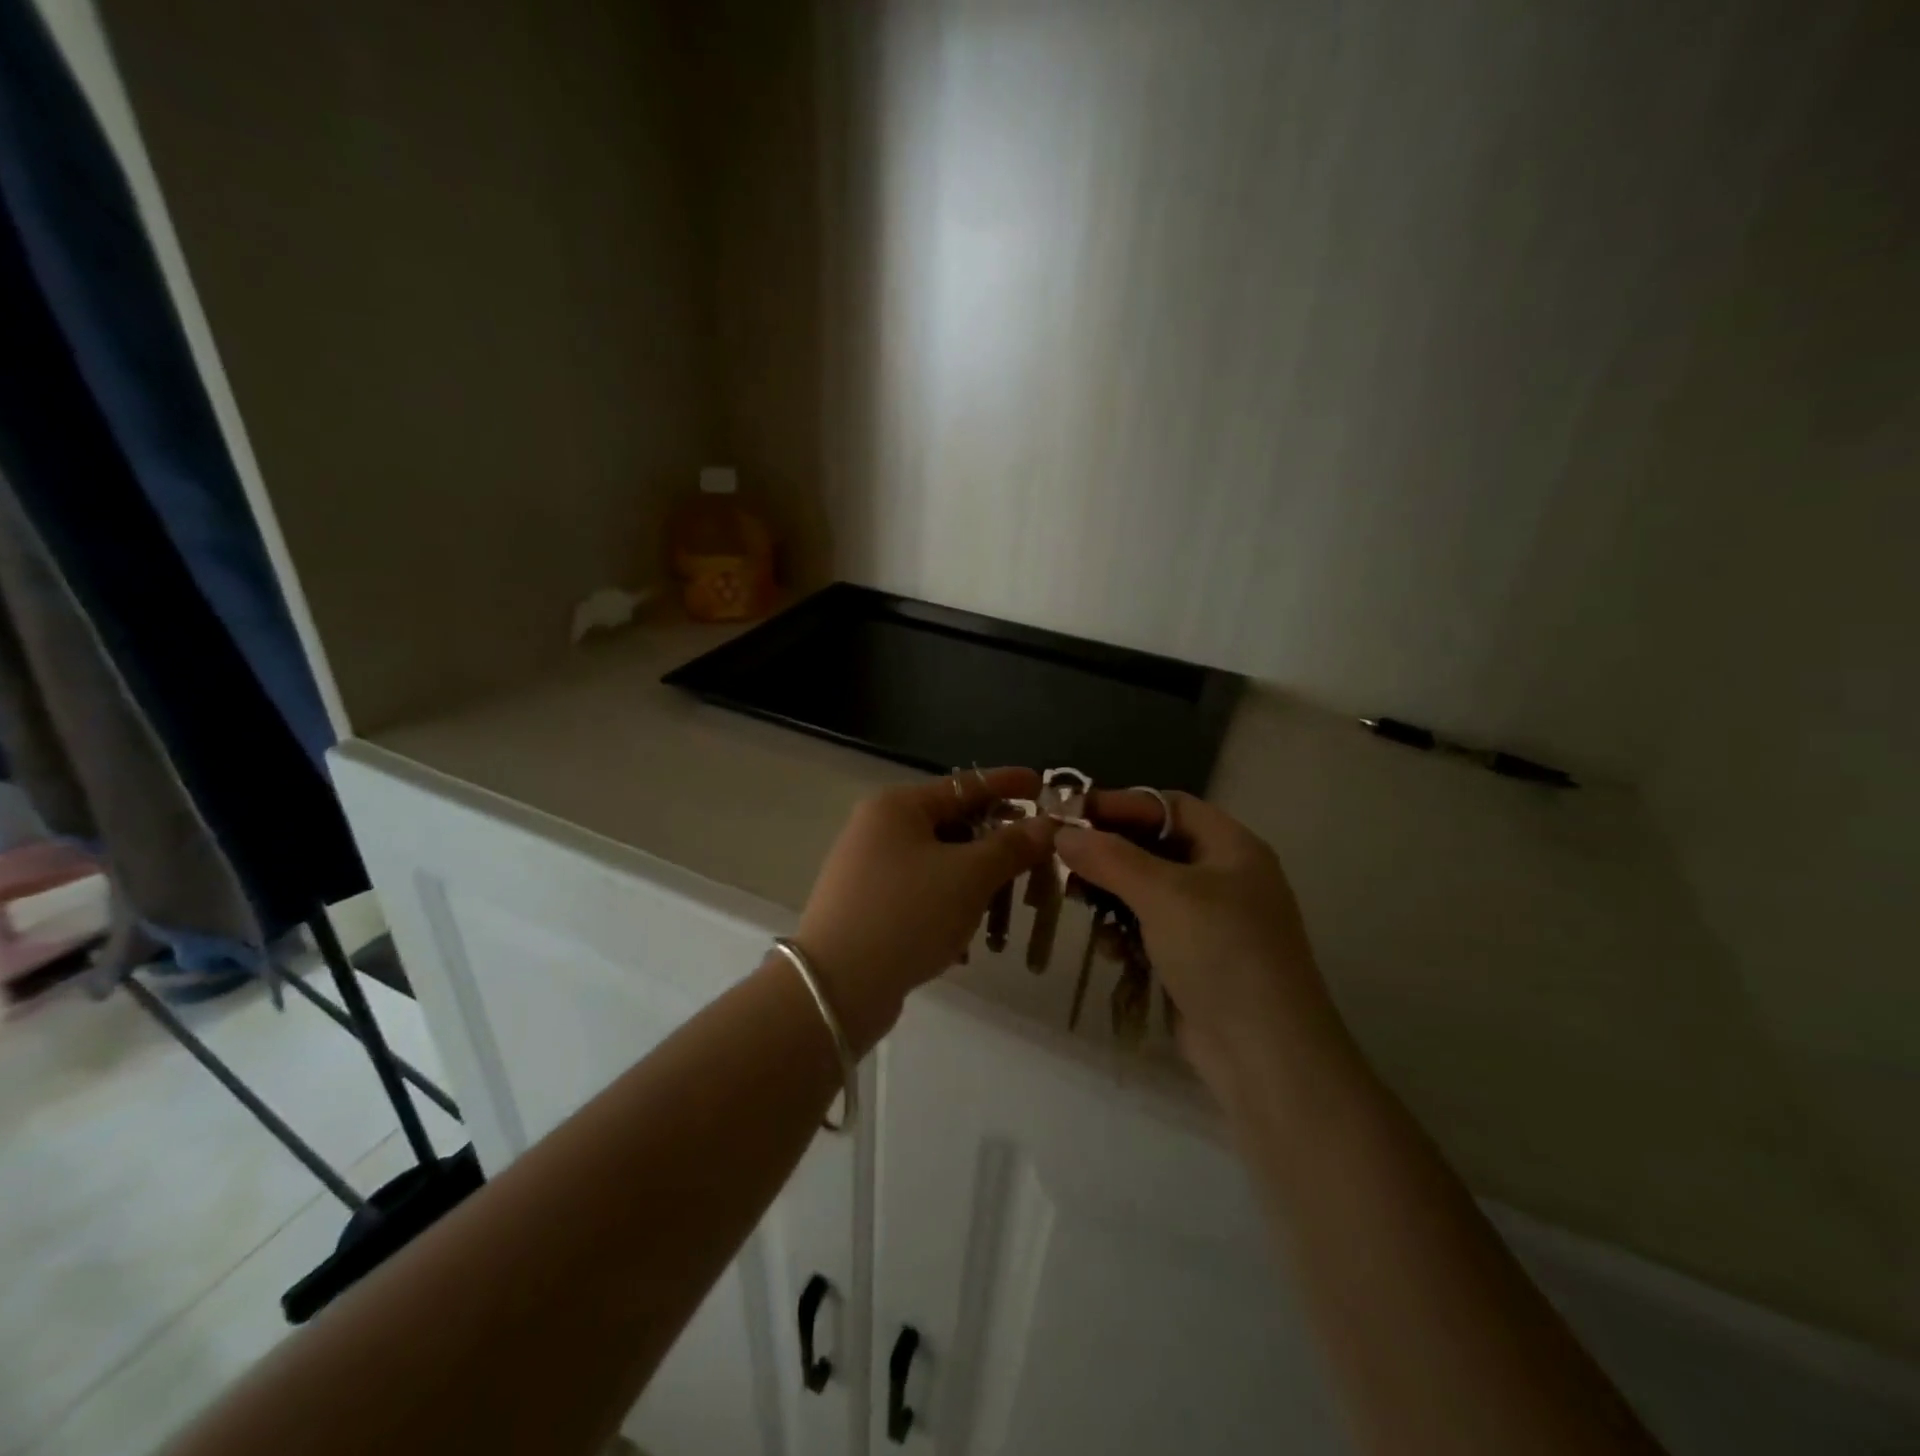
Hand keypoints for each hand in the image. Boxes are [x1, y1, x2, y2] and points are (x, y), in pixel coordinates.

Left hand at [795, 768, 1055, 1051]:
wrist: (836, 988)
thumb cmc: (908, 914)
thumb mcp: (969, 876)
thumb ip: (1012, 846)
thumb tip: (1047, 825)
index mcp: (899, 806)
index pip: (966, 784)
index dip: (1008, 784)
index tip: (1044, 785)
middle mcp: (880, 829)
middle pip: (956, 827)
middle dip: (999, 850)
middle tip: (1038, 865)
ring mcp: (871, 869)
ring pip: (943, 866)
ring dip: (980, 888)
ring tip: (1005, 920)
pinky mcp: (871, 906)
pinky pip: (925, 895)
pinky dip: (952, 909)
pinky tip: (969, 943)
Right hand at [1056, 792, 1350, 1098]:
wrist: (1265, 1054)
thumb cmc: (1220, 953)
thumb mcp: (1164, 894)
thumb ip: (1110, 857)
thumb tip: (1063, 832)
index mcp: (1232, 848)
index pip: (1170, 806)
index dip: (1122, 804)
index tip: (1072, 812)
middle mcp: (1224, 877)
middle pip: (1156, 846)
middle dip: (1111, 852)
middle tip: (1064, 858)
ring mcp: (1212, 921)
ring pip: (1149, 890)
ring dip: (1113, 894)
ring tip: (1077, 901)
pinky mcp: (1196, 959)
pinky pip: (1152, 929)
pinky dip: (1127, 931)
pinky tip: (1111, 948)